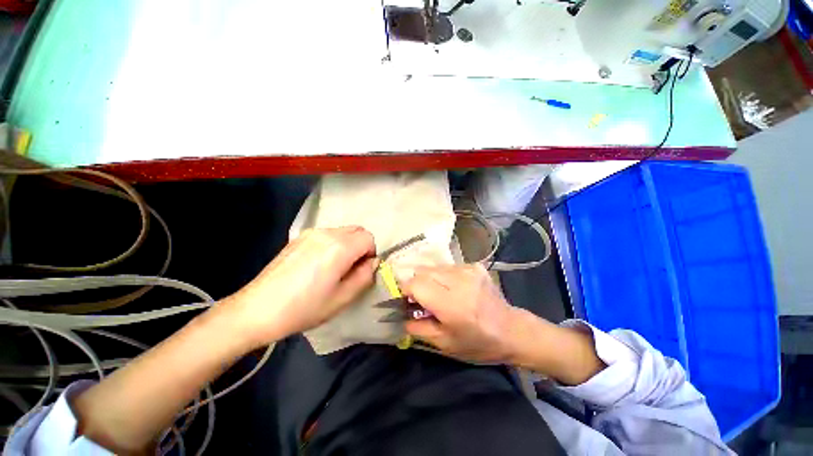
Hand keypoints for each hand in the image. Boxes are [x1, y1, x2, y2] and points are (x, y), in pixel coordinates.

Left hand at [226, 226, 377, 347]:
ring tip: (332, 268)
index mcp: (339, 247)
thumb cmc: (304, 308)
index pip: (368, 238)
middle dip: (361, 247)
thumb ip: (365, 276)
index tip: (360, 271)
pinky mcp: (299, 237)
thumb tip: (372, 262)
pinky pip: (327, 234)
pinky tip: (317, 265)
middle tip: (349, 269)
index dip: (370, 254)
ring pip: (342, 231)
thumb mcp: (343, 298)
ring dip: (347, 245)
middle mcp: (327, 233)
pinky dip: (333, 244)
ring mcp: (310, 233)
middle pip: (357, 230)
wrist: (257, 309)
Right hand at [401, 264, 519, 363]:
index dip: (406, 290)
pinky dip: (443, 276)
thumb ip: (418, 328)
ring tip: (437, 294)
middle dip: (416, 284)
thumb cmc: (478, 343)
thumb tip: (401, 315)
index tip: (406, 301)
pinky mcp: (474, 266)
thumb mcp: (445, 344)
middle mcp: (460, 281)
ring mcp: (468, 270)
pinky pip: (447, 266)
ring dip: (429, 279)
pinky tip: (452, 289)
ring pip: (434, 267)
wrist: (511, 330)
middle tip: (420, 299)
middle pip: (422, 271)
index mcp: (452, 304)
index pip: (417, 284)